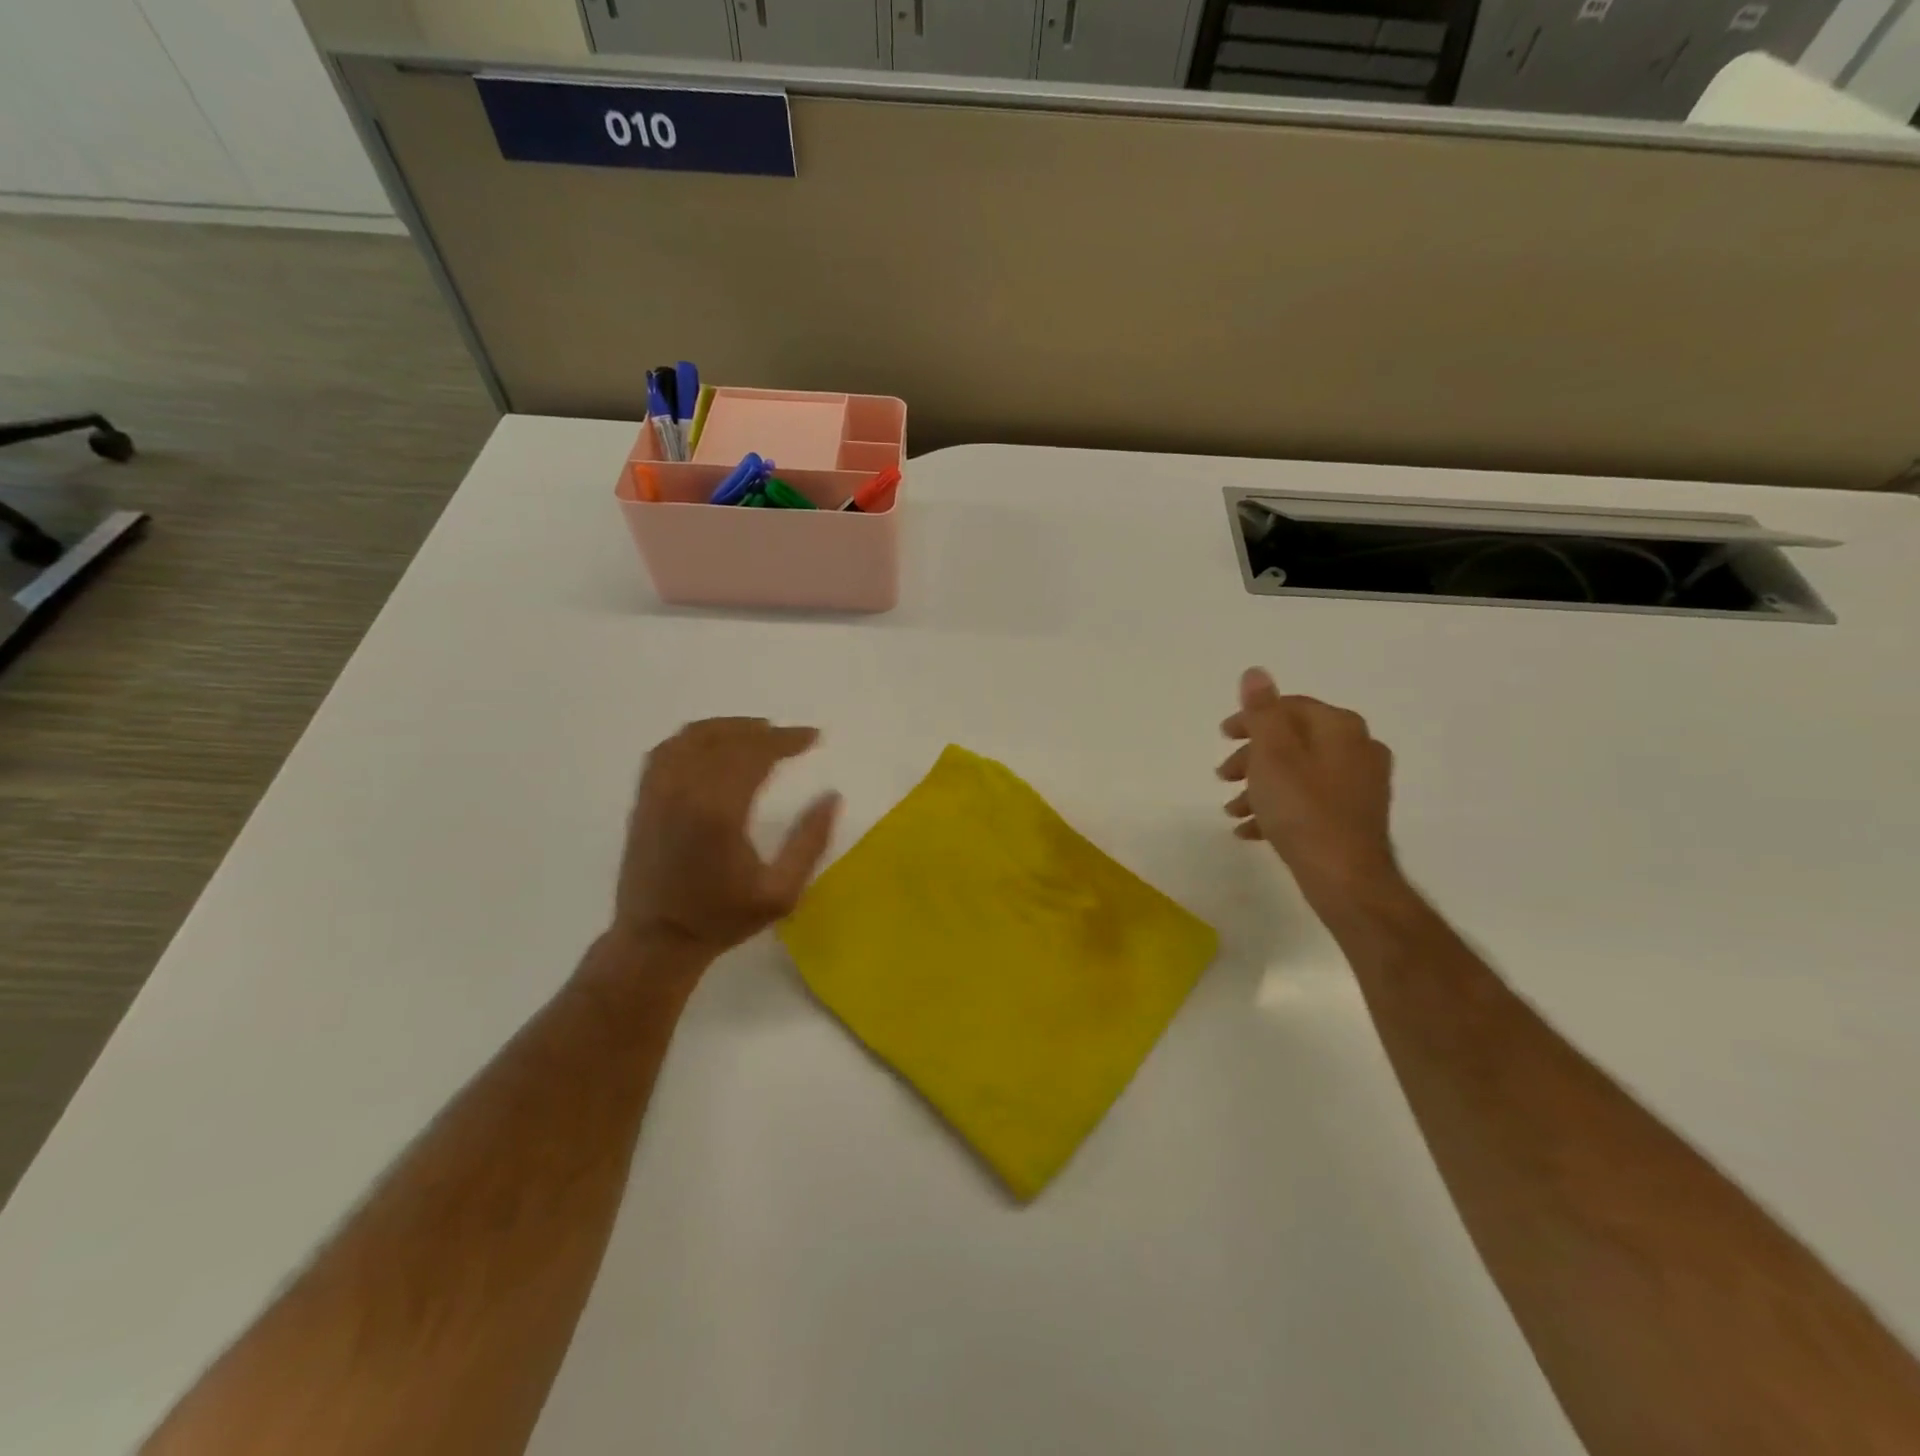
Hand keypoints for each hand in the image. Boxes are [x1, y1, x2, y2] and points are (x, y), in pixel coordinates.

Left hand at [612, 717, 841, 961]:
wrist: (656, 941)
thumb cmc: (722, 919)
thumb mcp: (781, 893)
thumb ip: (809, 842)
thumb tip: (831, 797)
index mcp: (719, 811)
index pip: (756, 753)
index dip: (787, 740)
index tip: (812, 737)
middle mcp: (684, 790)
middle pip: (728, 740)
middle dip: (765, 732)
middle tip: (793, 738)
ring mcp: (658, 791)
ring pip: (694, 737)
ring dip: (730, 728)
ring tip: (758, 733)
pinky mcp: (642, 798)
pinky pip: (667, 750)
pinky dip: (695, 738)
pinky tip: (713, 745)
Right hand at [1218, 668, 1401, 912]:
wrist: (1346, 878)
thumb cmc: (1303, 810)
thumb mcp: (1272, 754)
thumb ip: (1262, 712)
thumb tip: (1256, 672)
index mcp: (1340, 728)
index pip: (1289, 707)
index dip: (1251, 719)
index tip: (1221, 737)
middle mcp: (1358, 748)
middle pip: (1293, 740)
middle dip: (1252, 757)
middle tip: (1222, 776)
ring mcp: (1360, 784)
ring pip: (1298, 773)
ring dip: (1261, 786)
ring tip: (1232, 809)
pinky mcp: (1355, 816)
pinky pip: (1309, 801)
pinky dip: (1279, 807)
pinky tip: (1252, 830)